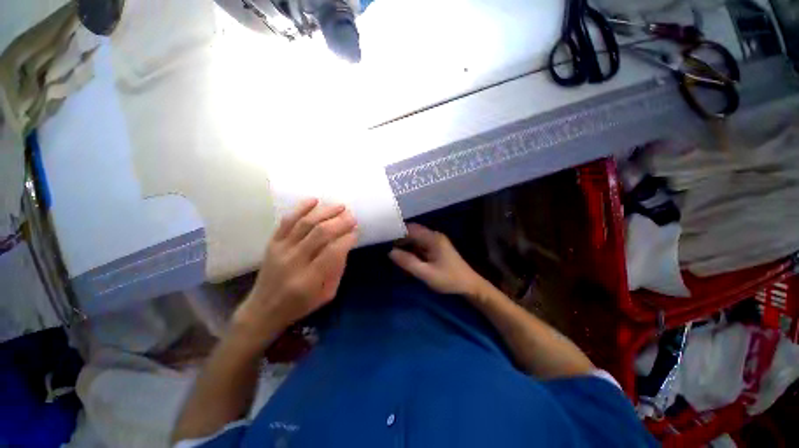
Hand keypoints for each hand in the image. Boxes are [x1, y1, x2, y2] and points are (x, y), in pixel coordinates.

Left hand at [234, 199, 357, 341]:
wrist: (263, 309)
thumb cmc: (300, 304)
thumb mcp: (327, 294)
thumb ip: (337, 269)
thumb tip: (345, 244)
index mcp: (309, 279)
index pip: (332, 251)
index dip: (347, 239)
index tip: (356, 232)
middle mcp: (294, 261)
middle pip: (320, 233)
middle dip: (340, 222)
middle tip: (352, 217)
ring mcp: (281, 249)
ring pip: (305, 223)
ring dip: (325, 212)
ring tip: (340, 206)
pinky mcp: (272, 243)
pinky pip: (286, 221)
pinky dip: (301, 208)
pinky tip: (314, 200)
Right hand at [389, 223, 485, 296]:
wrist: (469, 285)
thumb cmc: (449, 279)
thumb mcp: (427, 273)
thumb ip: (409, 263)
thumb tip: (391, 252)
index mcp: (433, 239)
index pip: (411, 229)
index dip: (397, 231)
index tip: (384, 236)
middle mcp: (434, 236)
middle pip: (412, 232)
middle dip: (399, 238)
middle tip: (385, 245)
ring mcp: (435, 242)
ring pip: (415, 238)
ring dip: (405, 244)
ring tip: (391, 250)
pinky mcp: (436, 248)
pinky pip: (420, 245)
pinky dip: (411, 249)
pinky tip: (404, 256)